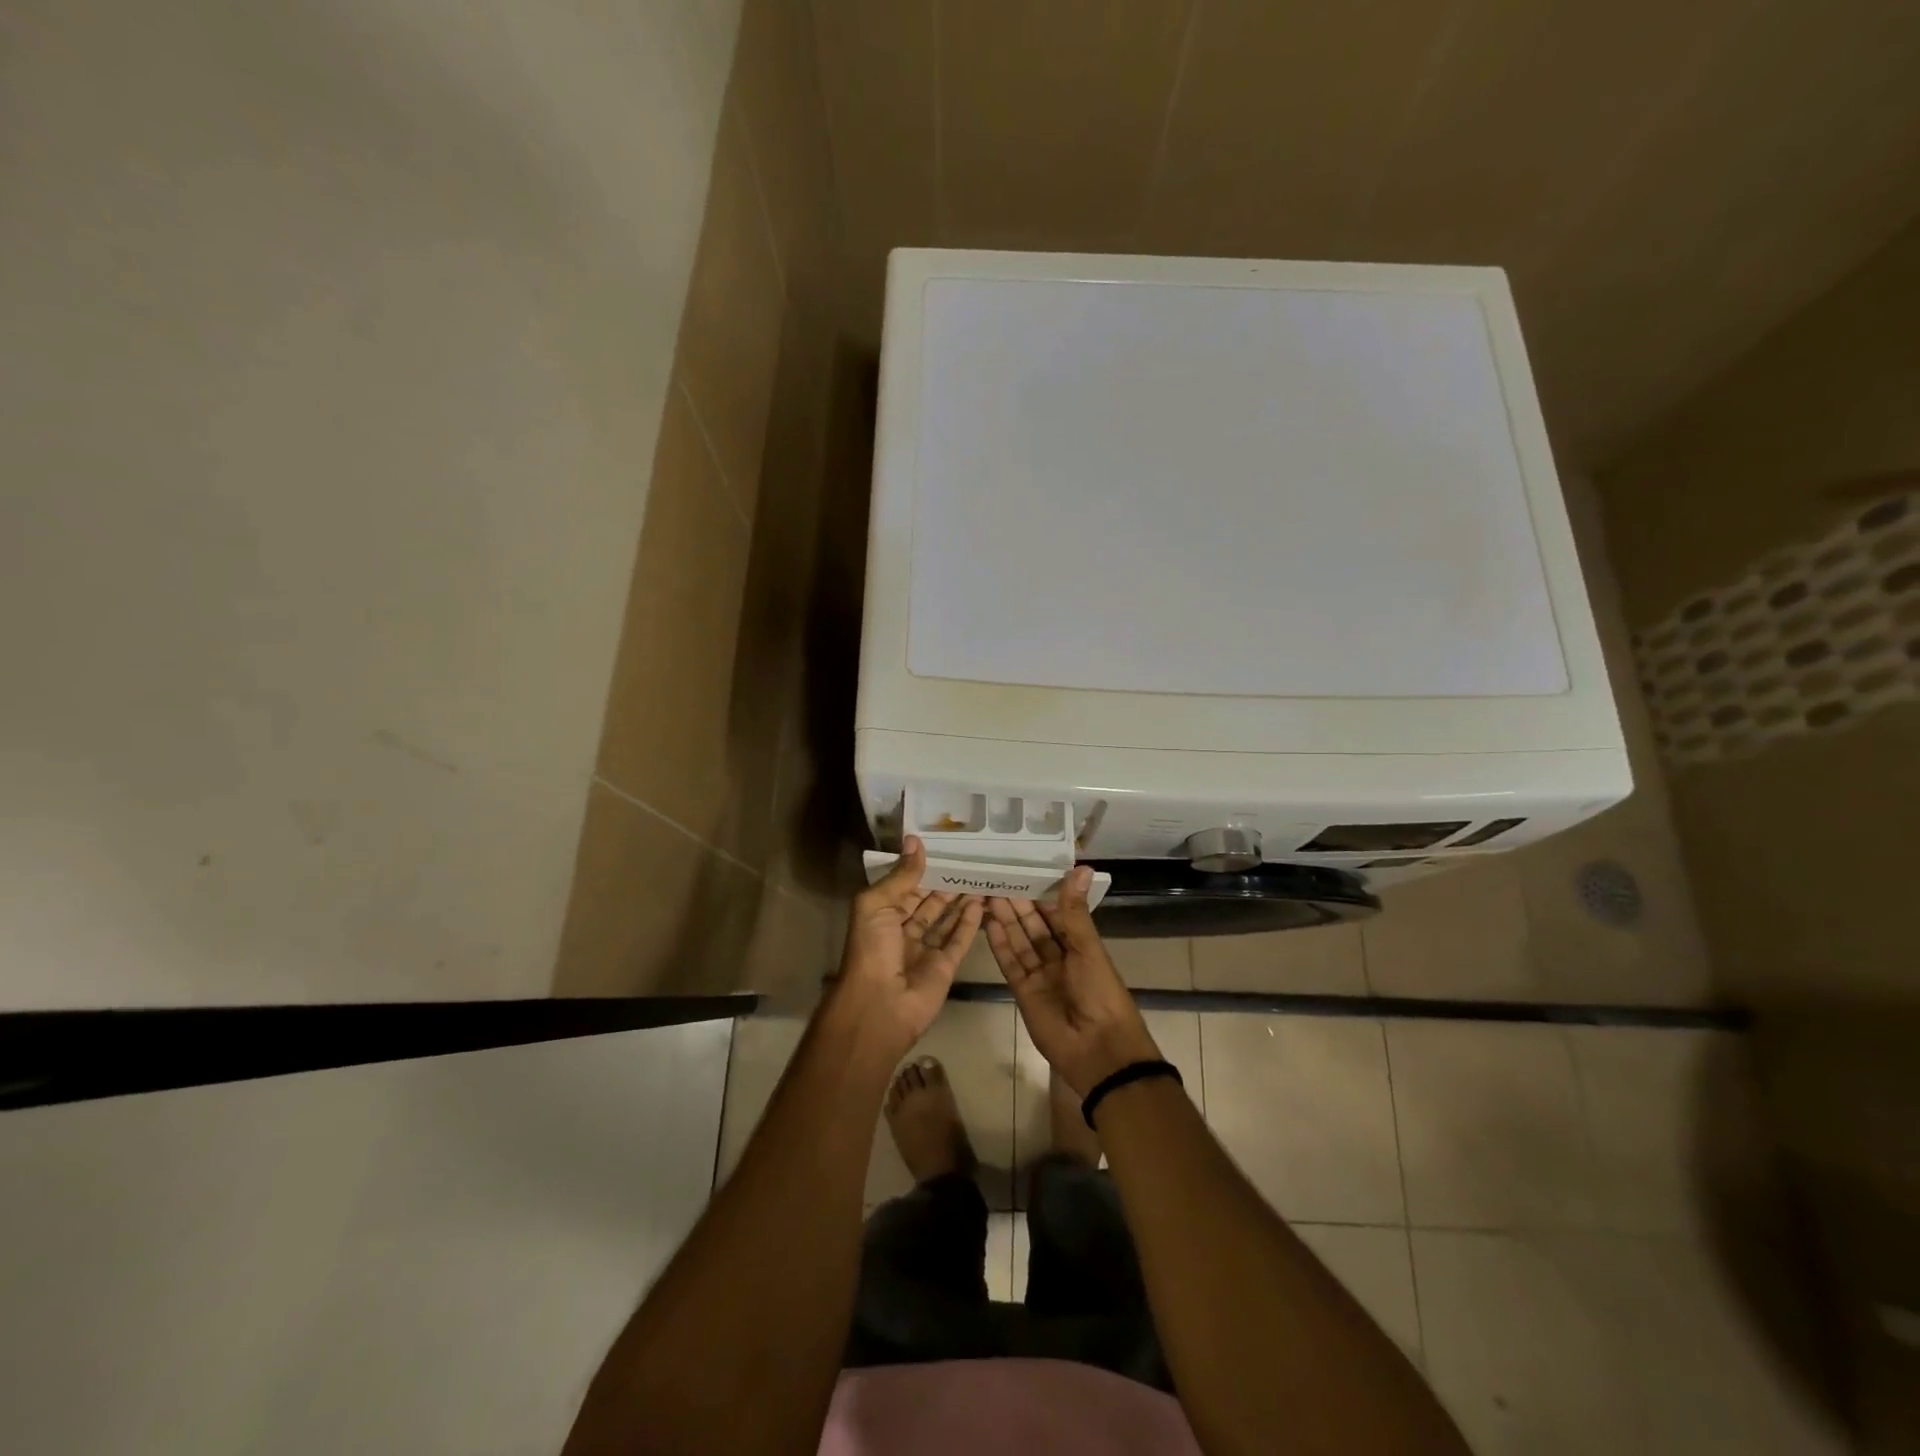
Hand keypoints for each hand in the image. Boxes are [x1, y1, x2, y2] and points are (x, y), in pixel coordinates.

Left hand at [831, 837, 982, 1059]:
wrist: (879, 1005)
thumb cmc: (871, 949)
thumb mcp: (876, 904)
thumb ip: (901, 875)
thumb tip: (915, 840)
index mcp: (882, 914)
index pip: (906, 886)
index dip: (922, 868)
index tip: (945, 847)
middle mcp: (903, 929)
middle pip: (929, 901)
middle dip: (946, 882)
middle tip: (971, 859)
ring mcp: (925, 949)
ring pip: (946, 919)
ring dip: (961, 900)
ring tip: (981, 875)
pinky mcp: (945, 966)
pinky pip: (959, 940)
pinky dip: (971, 922)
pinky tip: (983, 902)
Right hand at [984, 867, 1161, 1096]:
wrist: (1098, 1050)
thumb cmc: (1099, 992)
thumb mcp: (1087, 947)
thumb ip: (1074, 910)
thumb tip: (1082, 868)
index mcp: (1080, 945)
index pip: (1056, 912)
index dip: (1040, 893)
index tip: (1021, 869)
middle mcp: (1059, 957)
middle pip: (1034, 925)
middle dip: (1017, 904)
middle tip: (996, 878)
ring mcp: (1040, 975)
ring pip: (1020, 941)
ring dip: (1005, 920)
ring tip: (987, 894)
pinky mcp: (1023, 992)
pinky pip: (1010, 963)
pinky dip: (1000, 945)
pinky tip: (988, 924)